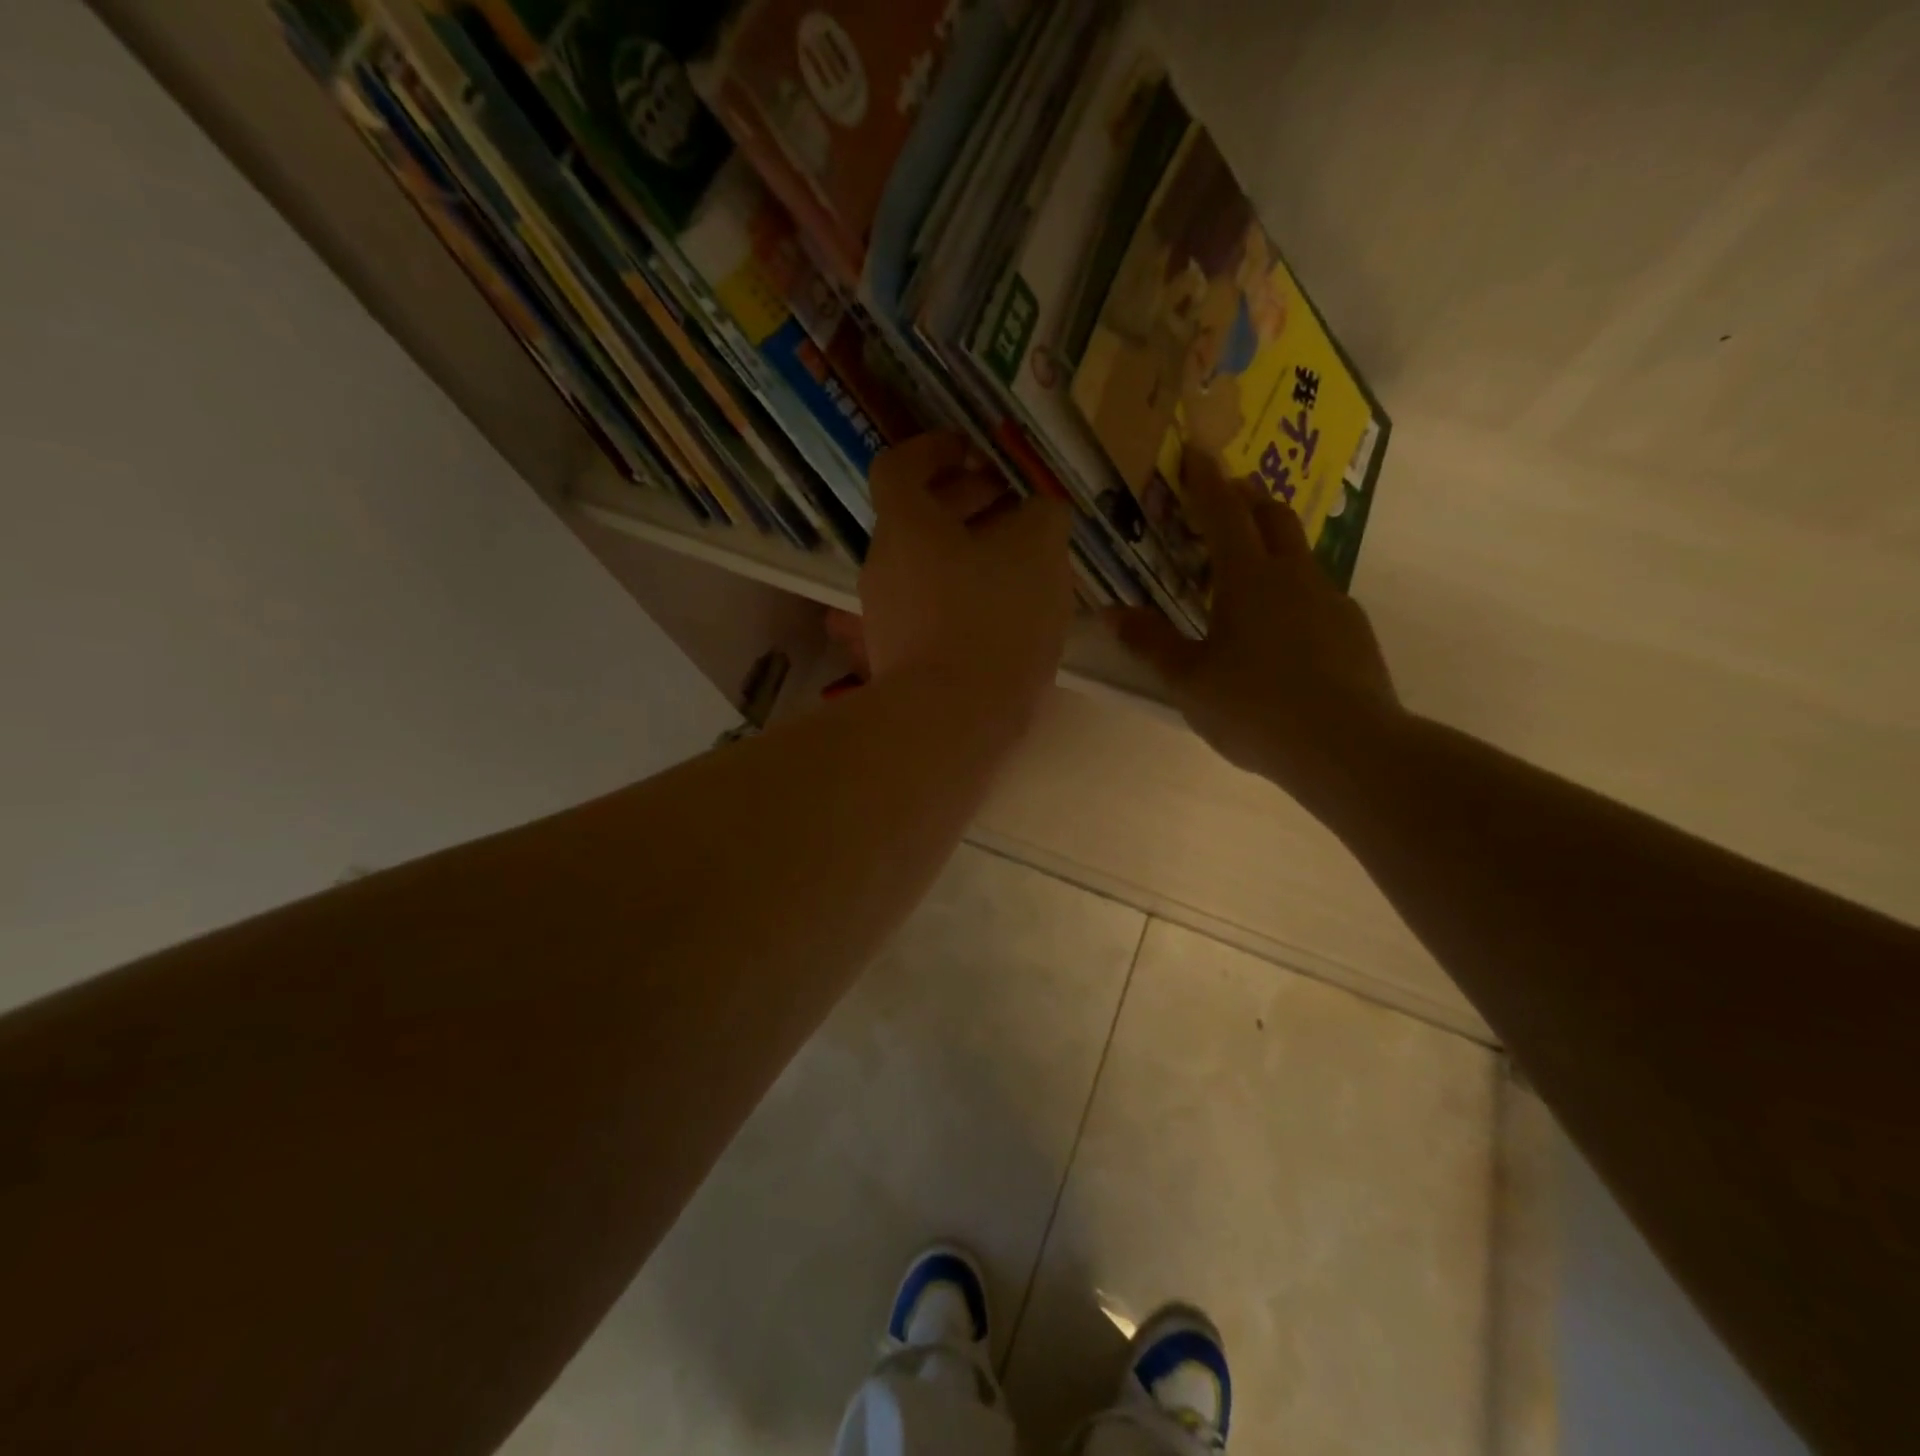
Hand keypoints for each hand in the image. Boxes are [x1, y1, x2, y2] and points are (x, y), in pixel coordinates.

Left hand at [860, 432, 1074, 723]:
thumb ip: (1042, 515)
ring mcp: (885, 614)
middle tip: (1013, 506)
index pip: (901, 466)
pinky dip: (961, 595)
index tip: (972, 451)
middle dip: (965, 502)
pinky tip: (1003, 613)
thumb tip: (1038, 511)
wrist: (950, 721)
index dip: (935, 449)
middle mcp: (883, 565)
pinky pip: (930, 607)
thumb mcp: (1039, 551)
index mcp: (905, 526)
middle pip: (916, 517)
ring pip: (926, 565)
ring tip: (1019, 563)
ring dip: (967, 552)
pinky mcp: (898, 655)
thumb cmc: (993, 621)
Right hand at [1108, 452, 1403, 811]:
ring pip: (1299, 554)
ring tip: (1247, 571)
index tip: (1196, 450)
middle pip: (1272, 517)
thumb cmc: (1254, 707)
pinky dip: (1293, 591)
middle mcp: (1294, 575)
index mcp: (1248, 578)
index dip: (1205, 480)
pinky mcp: (1353, 630)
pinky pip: (1317, 594)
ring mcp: (1331, 600)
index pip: (1223, 512)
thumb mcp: (1188, 680)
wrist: (1347, 747)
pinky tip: (1282, 629)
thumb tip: (1110, 612)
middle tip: (1224, 499)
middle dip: (1247, 499)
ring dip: (1272, 545)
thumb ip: (1150, 642)